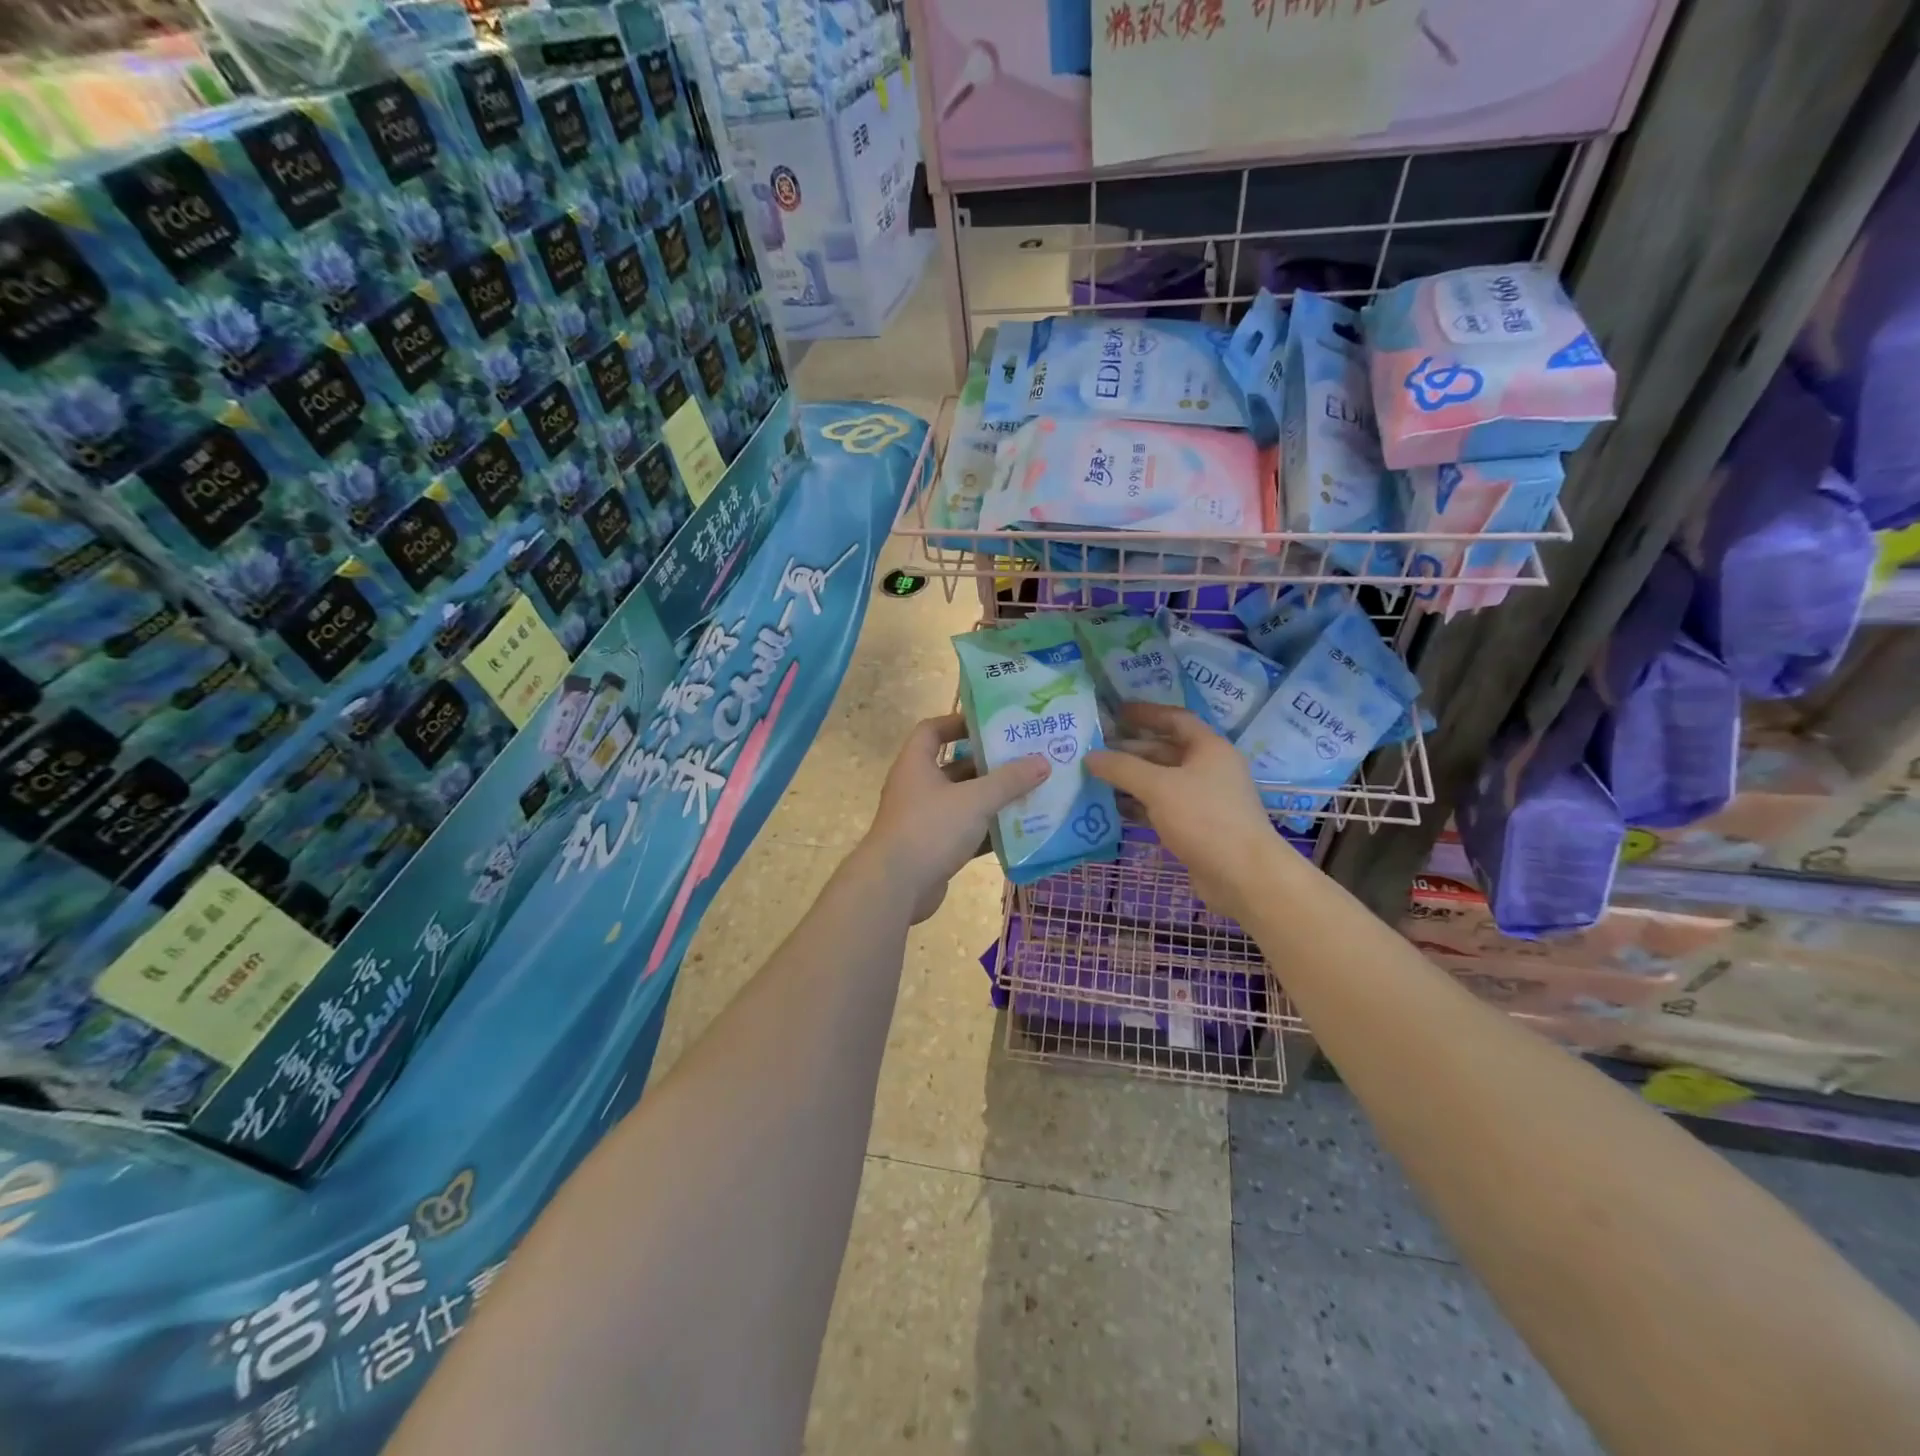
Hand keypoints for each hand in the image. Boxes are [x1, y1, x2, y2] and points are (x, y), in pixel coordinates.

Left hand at [860, 714, 1049, 923]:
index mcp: (916, 764)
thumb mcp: (975, 800)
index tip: (990, 725)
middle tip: (1023, 759)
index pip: (932, 730)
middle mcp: (917, 788)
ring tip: (1029, 792)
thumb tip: (1042, 761)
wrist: (894, 888)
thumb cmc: (930, 829)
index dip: (958, 722)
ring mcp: (924, 820)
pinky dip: (987, 830)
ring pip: (962, 802)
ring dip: (991, 799)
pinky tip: (1017, 831)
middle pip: (954, 767)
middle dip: (987, 764)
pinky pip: (964, 832)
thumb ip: (1009, 781)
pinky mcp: (933, 848)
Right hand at [1086, 703, 1290, 927]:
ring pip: (1162, 781)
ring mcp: (1204, 800)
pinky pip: (1162, 807)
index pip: (1175, 719)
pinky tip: (1112, 807)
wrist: (1243, 875)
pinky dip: (1139, 805)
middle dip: (1131, 749)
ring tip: (1096, 777)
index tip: (1116, 712)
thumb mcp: (1159, 787)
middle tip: (1095, 749)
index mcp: (1209, 748)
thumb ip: (1122, 768)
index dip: (1146, 713)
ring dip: (1131, 779)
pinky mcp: (1196, 827)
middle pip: (1165, 751)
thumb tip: (1090, 756)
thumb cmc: (1205, 819)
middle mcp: (1209, 769)